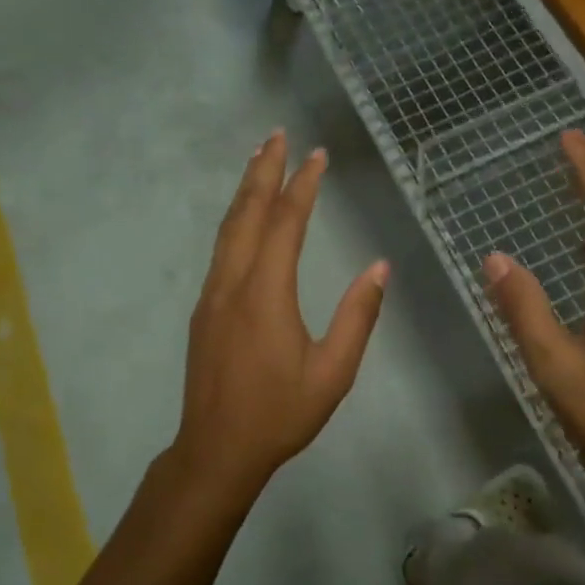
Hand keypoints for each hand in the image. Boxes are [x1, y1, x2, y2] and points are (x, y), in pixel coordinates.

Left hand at [168, 130, 388, 500]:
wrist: (216, 450)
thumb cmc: (279, 414)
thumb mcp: (333, 372)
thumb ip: (357, 317)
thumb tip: (379, 268)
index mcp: (266, 294)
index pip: (286, 224)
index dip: (303, 185)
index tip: (318, 156)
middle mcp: (233, 283)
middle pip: (247, 213)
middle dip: (264, 170)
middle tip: (278, 134)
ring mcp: (212, 294)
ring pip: (228, 228)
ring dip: (245, 190)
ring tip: (259, 159)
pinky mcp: (204, 308)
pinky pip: (221, 248)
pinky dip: (235, 218)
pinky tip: (244, 216)